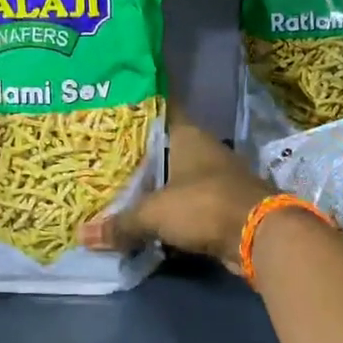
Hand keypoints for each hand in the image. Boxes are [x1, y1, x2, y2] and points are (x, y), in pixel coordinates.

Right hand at [79, 118, 272, 273]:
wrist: (260, 235)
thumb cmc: (205, 205)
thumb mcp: (154, 213)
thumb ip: (120, 223)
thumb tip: (82, 235)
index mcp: (188, 136)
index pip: (159, 110)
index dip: (136, 108)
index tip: (110, 107)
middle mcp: (202, 151)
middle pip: (162, 147)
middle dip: (135, 153)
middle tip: (99, 154)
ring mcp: (213, 179)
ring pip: (173, 178)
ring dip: (151, 185)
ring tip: (113, 186)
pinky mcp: (219, 207)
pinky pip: (183, 205)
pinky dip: (166, 211)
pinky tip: (141, 217)